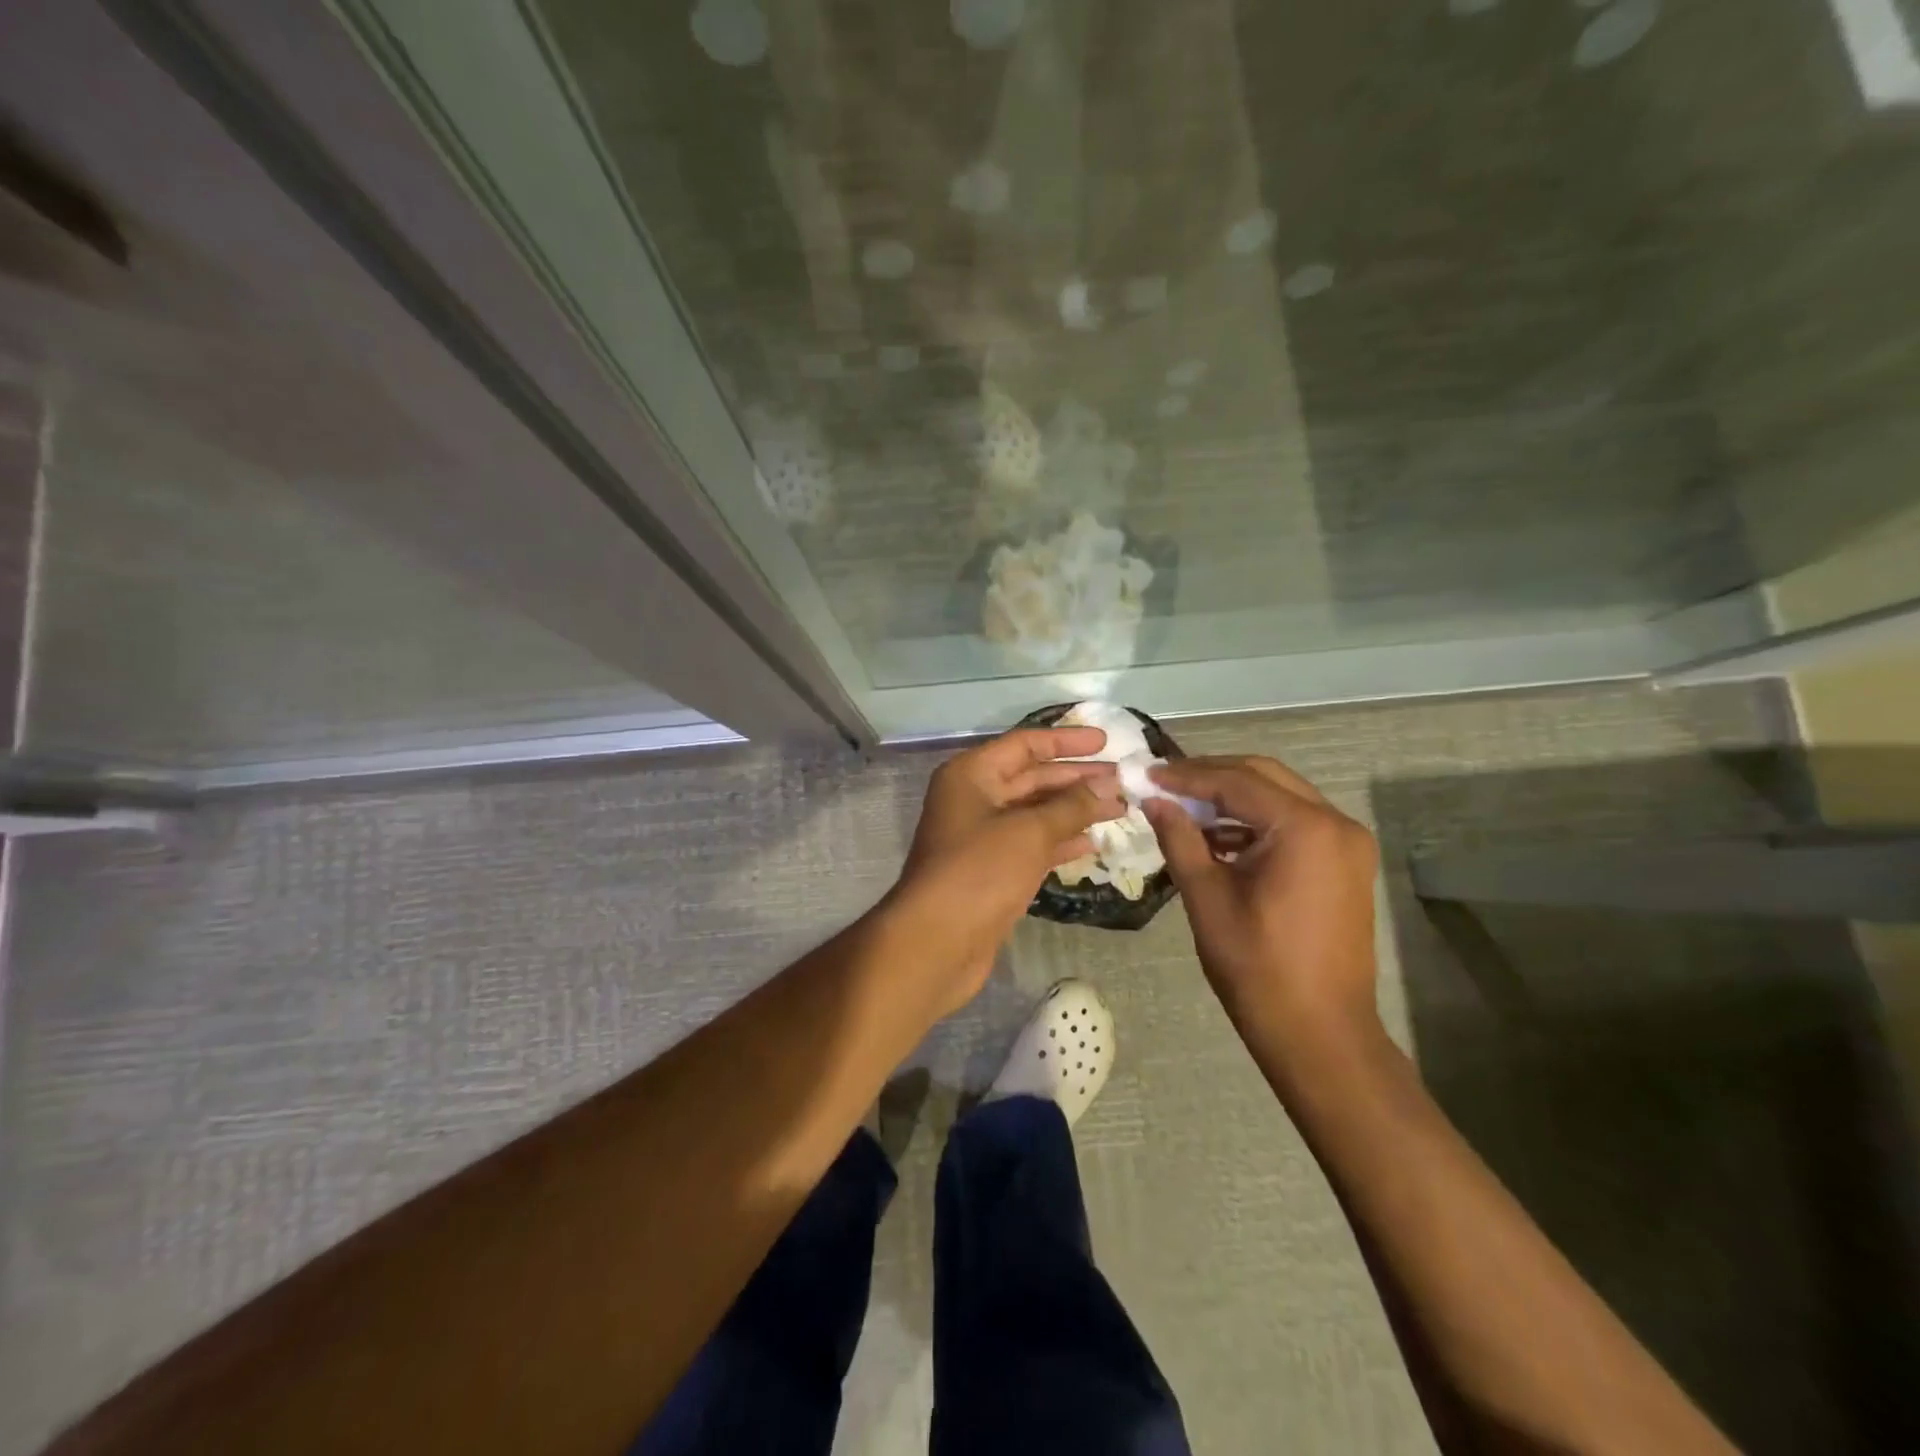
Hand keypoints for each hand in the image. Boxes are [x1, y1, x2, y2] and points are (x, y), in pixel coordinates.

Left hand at [895, 727, 1124, 1012]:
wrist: (937, 942)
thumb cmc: (979, 872)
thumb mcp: (1030, 832)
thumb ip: (1071, 806)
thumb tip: (1109, 787)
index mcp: (972, 775)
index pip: (1025, 745)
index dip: (1066, 741)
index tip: (1106, 743)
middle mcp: (974, 799)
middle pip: (1032, 778)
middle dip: (1077, 779)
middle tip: (1123, 781)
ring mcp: (982, 837)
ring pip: (1035, 813)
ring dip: (1075, 811)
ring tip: (1120, 809)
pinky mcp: (992, 870)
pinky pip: (1032, 844)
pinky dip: (1061, 842)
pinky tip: (1093, 843)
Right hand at [1143, 756, 1379, 1050]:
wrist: (1320, 1033)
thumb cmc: (1257, 967)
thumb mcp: (1207, 898)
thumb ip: (1179, 839)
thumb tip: (1153, 800)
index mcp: (1306, 828)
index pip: (1237, 782)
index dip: (1187, 775)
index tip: (1147, 773)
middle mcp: (1337, 823)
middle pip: (1265, 777)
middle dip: (1212, 776)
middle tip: (1165, 782)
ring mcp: (1348, 844)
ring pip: (1281, 797)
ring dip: (1233, 798)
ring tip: (1185, 808)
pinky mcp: (1346, 864)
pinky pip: (1295, 824)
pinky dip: (1256, 823)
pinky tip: (1218, 838)